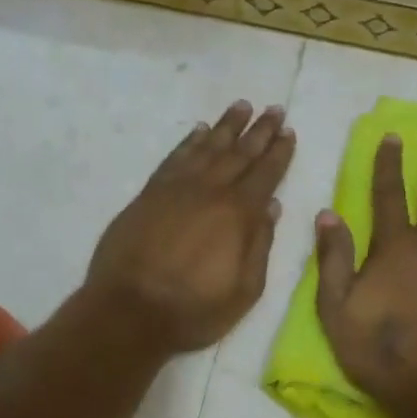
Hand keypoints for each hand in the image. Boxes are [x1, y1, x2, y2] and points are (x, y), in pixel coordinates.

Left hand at [84, 100, 295, 355]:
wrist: (128, 311)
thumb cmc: (193, 309)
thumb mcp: (244, 290)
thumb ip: (260, 245)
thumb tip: (271, 206)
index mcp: (238, 213)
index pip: (265, 173)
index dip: (279, 152)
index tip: (288, 131)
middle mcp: (210, 191)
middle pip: (240, 152)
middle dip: (260, 130)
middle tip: (274, 109)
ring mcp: (177, 188)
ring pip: (208, 147)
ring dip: (227, 126)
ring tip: (241, 106)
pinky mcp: (150, 193)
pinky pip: (175, 157)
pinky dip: (189, 141)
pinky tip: (199, 130)